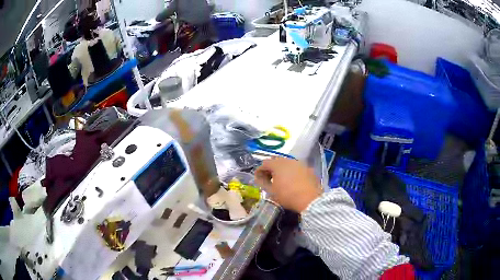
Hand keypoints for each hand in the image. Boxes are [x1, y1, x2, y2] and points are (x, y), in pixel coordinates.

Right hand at [255, 158, 321, 212]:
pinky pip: (296, 168)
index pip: (264, 163)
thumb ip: (263, 182)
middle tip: (268, 179)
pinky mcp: (308, 169)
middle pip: (276, 161)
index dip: (259, 171)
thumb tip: (259, 178)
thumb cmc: (287, 196)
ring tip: (280, 180)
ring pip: (287, 163)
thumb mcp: (271, 191)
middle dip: (270, 169)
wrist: (310, 199)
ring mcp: (300, 163)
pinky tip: (292, 181)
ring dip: (281, 170)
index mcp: (277, 164)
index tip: (257, 178)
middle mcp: (288, 160)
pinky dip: (292, 172)